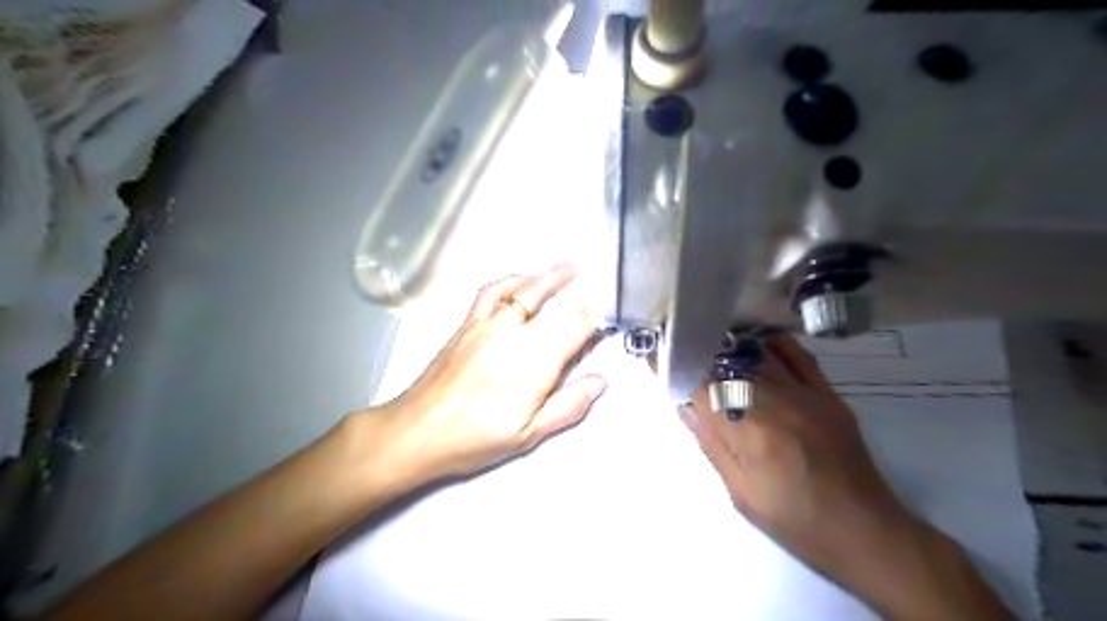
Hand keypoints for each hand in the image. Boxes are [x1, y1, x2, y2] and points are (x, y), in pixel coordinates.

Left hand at [366, 265, 603, 487]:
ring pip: (526, 291)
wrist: (418, 431)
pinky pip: (491, 292)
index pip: (574, 328)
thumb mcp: (528, 435)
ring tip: (570, 267)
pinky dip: (510, 281)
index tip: (603, 319)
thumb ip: (568, 406)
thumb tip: (600, 381)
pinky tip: (521, 279)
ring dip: (551, 277)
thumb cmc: (476, 439)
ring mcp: (489, 325)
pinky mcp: (468, 323)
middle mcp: (516, 337)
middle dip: (580, 298)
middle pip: (556, 308)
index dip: (593, 320)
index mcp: (535, 365)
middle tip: (594, 292)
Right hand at [681, 337, 922, 589]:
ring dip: (729, 346)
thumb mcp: (740, 493)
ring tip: (709, 340)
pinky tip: (757, 343)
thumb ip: (711, 444)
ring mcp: (805, 395)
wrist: (865, 532)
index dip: (675, 367)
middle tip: (680, 347)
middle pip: (726, 364)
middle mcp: (774, 403)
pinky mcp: (828, 395)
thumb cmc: (795, 520)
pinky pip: (798, 356)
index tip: (655, 354)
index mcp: (748, 432)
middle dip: (697, 352)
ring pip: (758, 355)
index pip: (701, 386)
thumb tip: (686, 405)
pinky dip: (774, 344)